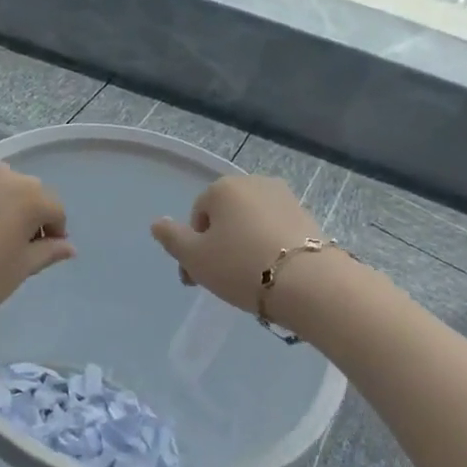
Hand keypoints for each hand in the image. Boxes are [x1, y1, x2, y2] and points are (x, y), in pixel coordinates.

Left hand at [0, 163, 74, 338]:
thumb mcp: (20, 270)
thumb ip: (47, 252)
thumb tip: (68, 246)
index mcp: (28, 196)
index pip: (54, 208)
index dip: (53, 232)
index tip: (42, 254)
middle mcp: (0, 177)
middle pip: (26, 190)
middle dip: (28, 213)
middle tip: (15, 246)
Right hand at [150, 176, 323, 318]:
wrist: (309, 284)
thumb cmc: (241, 266)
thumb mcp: (195, 257)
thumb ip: (172, 238)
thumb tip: (157, 222)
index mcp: (223, 187)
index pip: (198, 216)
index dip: (193, 248)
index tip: (197, 278)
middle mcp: (254, 183)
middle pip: (225, 217)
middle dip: (218, 245)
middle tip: (219, 280)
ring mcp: (285, 198)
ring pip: (251, 224)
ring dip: (243, 246)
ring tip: (247, 280)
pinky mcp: (309, 217)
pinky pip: (276, 232)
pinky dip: (269, 248)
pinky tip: (272, 274)